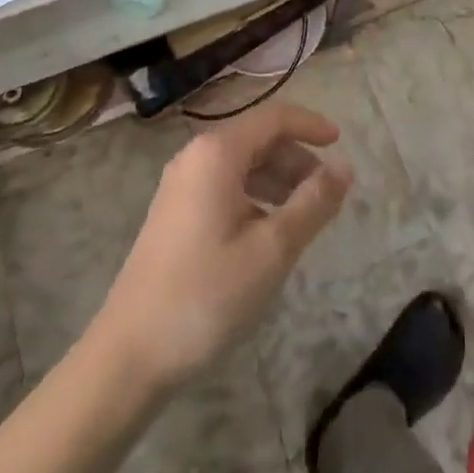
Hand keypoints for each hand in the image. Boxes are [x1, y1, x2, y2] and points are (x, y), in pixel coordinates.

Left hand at [93, 103, 352, 388]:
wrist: (129, 354)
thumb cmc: (206, 295)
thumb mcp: (272, 249)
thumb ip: (313, 203)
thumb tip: (345, 167)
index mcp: (217, 153)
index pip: (274, 118)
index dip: (310, 125)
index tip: (341, 144)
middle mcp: (195, 157)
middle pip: (257, 139)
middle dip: (296, 158)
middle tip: (326, 193)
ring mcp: (180, 185)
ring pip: (241, 164)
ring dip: (277, 179)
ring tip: (303, 216)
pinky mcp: (174, 213)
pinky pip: (224, 186)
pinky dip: (254, 196)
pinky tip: (267, 233)